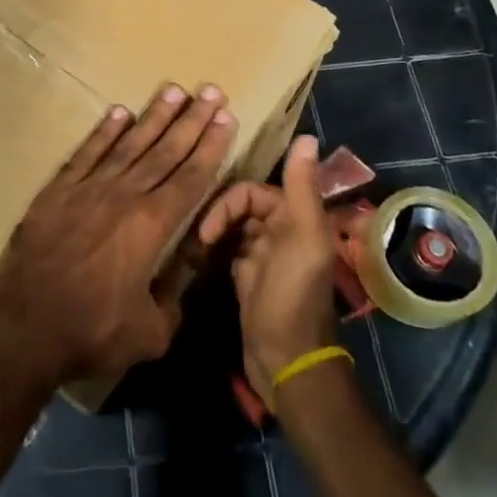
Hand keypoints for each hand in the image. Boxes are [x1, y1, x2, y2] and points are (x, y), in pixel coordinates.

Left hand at [0, 85, 237, 390]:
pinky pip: (87, 152)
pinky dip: (104, 131)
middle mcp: (124, 196)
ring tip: (174, 90)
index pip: (192, 177)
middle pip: (166, 150)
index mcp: (152, 226)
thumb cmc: (91, 333)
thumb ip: (175, 295)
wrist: (24, 328)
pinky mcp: (58, 190)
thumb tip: (189, 265)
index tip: (226, 117)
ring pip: (129, 143)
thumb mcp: (151, 332)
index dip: (212, 146)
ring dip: (154, 116)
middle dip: (192, 120)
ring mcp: (88, 188)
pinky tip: (119, 112)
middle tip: (211, 91)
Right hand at [197, 134, 337, 400]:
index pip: (253, 190)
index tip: (209, 228)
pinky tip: (194, 255)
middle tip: (196, 237)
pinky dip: (212, 246)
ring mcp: (263, 254)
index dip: (230, 202)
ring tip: (190, 244)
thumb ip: (302, 187)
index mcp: (297, 217)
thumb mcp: (302, 237)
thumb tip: (307, 136)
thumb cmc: (292, 295)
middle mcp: (282, 230)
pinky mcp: (246, 275)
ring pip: (232, 225)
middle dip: (217, 214)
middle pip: (241, 205)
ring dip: (212, 229)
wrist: (284, 360)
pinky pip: (226, 247)